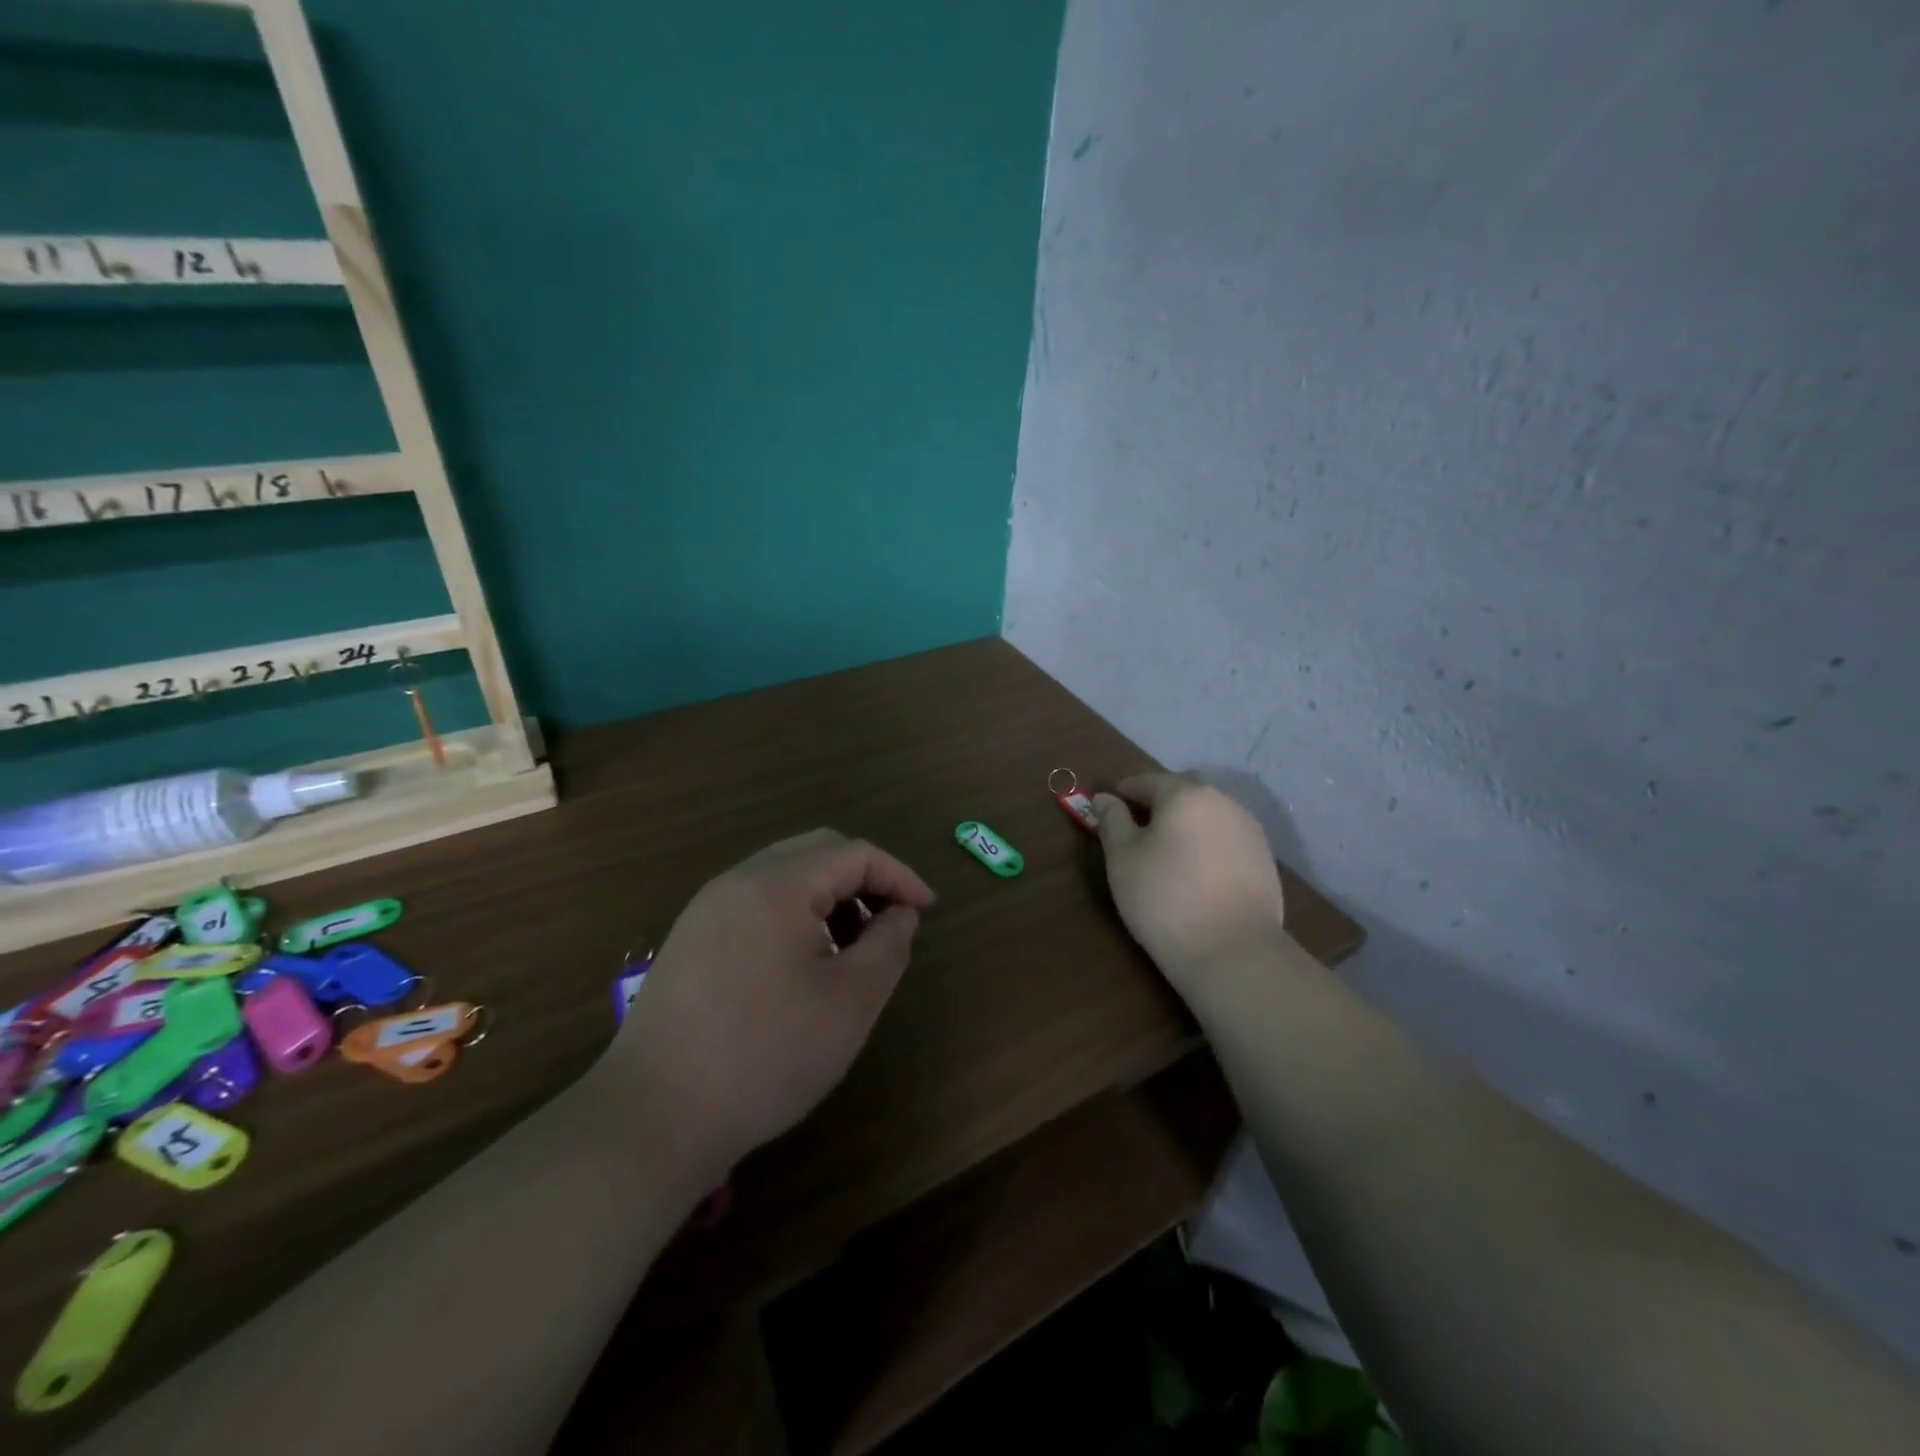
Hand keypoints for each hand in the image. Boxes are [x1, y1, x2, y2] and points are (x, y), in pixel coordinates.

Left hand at [610, 829, 934, 1174]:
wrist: (654, 1117)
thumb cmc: (766, 1054)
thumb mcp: (851, 1002)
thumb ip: (888, 945)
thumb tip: (900, 914)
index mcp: (778, 884)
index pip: (854, 853)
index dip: (899, 876)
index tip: (926, 911)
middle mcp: (738, 881)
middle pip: (816, 852)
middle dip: (863, 879)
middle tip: (890, 922)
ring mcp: (707, 909)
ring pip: (784, 876)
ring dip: (829, 897)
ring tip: (851, 947)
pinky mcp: (691, 940)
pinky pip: (756, 903)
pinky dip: (795, 915)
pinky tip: (803, 964)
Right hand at [1093, 773, 1288, 997]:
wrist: (1232, 952)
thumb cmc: (1164, 898)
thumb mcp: (1122, 858)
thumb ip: (1112, 820)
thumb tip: (1105, 798)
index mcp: (1185, 794)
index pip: (1147, 781)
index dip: (1124, 792)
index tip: (1109, 809)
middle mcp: (1223, 802)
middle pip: (1182, 793)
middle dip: (1158, 805)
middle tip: (1136, 831)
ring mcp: (1250, 830)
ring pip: (1208, 815)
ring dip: (1186, 824)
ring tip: (1167, 854)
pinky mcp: (1265, 860)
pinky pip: (1226, 839)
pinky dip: (1207, 845)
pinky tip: (1197, 873)